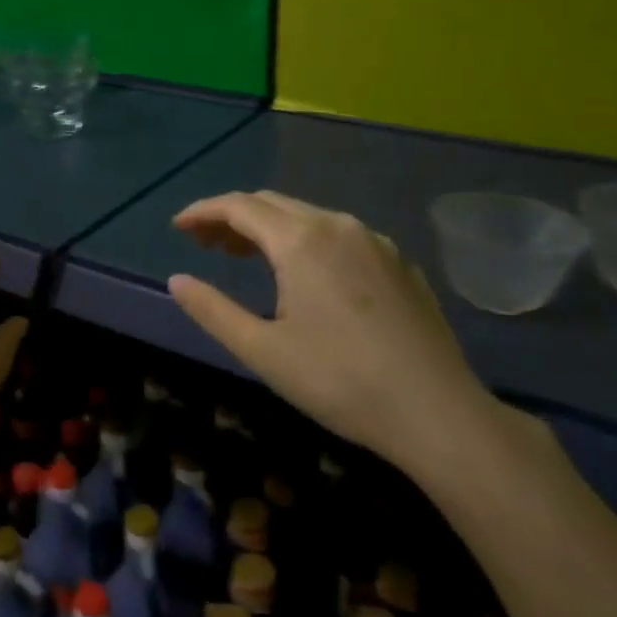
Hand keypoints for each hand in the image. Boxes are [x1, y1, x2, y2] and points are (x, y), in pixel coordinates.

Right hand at [167, 191, 500, 475]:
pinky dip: (306, 240)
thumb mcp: (263, 351)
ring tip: (245, 256)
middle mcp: (337, 225)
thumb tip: (177, 280)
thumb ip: (213, 310)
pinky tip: (305, 274)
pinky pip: (339, 234)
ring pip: (307, 216)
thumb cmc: (340, 381)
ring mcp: (374, 241)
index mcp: (300, 241)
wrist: (438, 413)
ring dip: (269, 228)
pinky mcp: (399, 262)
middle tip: (205, 244)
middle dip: (233, 217)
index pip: (239, 206)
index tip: (178, 226)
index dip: (203, 211)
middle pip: (272, 204)